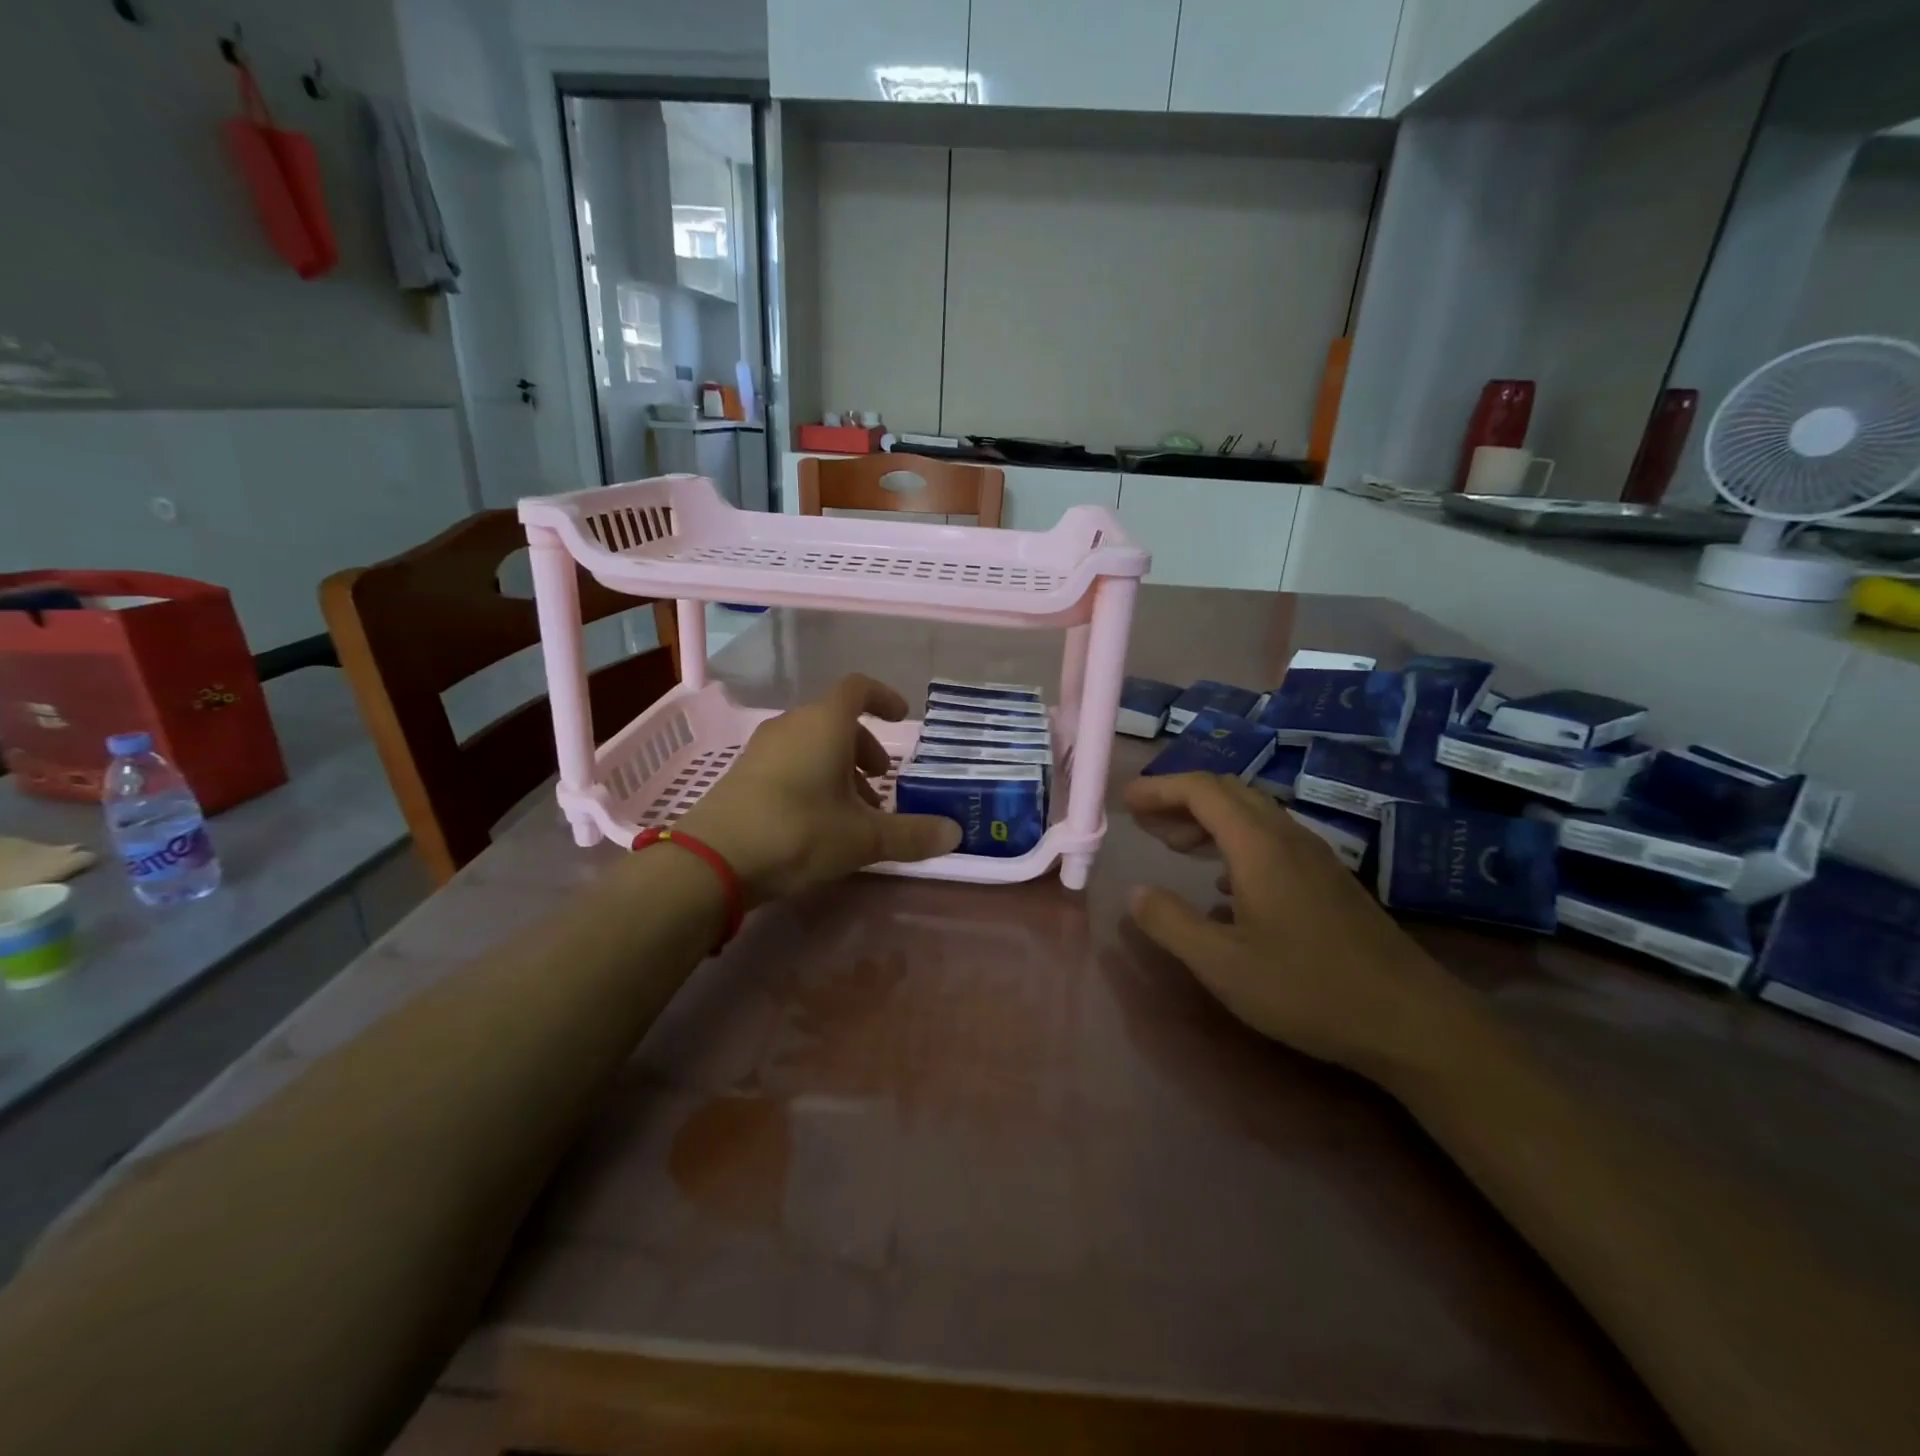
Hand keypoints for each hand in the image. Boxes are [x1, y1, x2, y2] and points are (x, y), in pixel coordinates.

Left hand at [674, 674, 960, 905]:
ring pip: (812, 743)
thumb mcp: (864, 838)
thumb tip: (955, 833)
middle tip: (881, 782)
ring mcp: (762, 748)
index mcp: (825, 723)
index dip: (884, 698)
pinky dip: (812, 777)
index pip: (858, 689)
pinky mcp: (743, 773)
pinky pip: (789, 761)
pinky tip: (818, 820)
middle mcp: (792, 725)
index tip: (902, 718)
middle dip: (864, 747)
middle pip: (836, 720)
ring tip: (854, 810)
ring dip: (839, 767)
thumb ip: (911, 834)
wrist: (713, 860)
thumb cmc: (799, 831)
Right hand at [1122, 773, 1485, 1080]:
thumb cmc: (1307, 989)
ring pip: (1251, 814)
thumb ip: (1170, 923)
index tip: (1126, 801)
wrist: (1410, 1020)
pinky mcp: (1328, 880)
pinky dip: (1233, 841)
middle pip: (1228, 792)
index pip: (1202, 790)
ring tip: (1174, 846)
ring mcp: (1314, 857)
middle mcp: (1287, 837)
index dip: (1160, 788)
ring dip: (1207, 820)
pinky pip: (1270, 838)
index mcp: (1259, 846)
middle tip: (1145, 824)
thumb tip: (1135, 892)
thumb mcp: (1222, 964)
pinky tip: (1222, 882)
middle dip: (1180, 799)